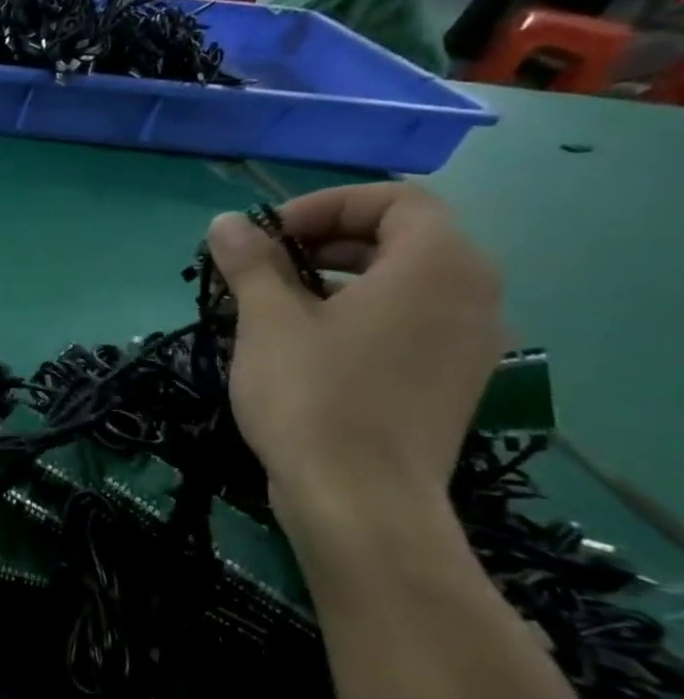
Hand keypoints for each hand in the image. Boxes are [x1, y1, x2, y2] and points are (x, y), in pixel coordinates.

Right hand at [207, 184, 503, 543]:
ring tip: (273, 304)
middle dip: (325, 240)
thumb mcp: (267, 320)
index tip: (267, 236)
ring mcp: (469, 343)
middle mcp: (472, 296)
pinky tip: (304, 344)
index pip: (395, 200)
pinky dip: (359, 313)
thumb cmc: (312, 395)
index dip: (325, 206)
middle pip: (403, 238)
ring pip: (404, 282)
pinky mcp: (451, 380)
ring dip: (338, 277)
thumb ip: (250, 262)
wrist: (359, 498)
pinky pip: (409, 321)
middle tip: (262, 266)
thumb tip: (226, 222)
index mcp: (436, 267)